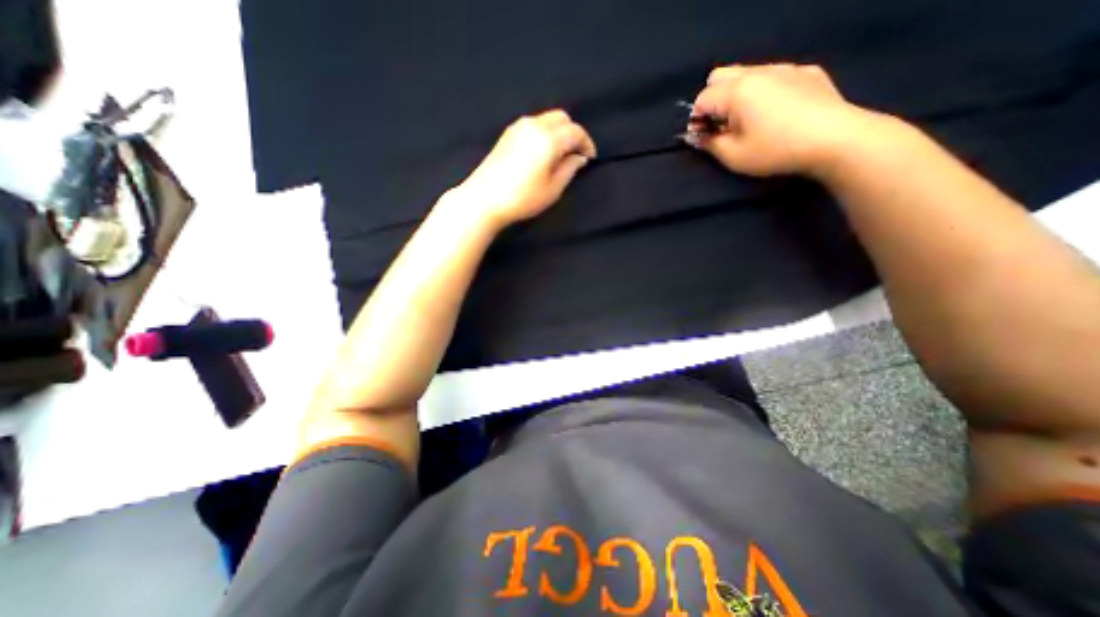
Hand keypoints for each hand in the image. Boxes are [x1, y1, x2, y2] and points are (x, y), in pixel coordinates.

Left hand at [452, 108, 596, 228]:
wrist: (484, 199)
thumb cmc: (522, 198)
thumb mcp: (553, 189)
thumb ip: (569, 169)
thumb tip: (578, 157)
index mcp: (548, 138)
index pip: (576, 131)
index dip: (587, 144)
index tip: (590, 159)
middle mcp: (534, 125)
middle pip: (562, 118)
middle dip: (573, 133)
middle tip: (575, 155)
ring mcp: (518, 127)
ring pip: (547, 119)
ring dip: (558, 132)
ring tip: (560, 155)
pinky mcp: (507, 134)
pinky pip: (534, 125)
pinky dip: (545, 133)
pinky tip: (543, 152)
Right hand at [686, 63, 883, 178]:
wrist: (835, 139)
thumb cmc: (775, 150)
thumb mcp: (733, 156)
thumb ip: (709, 144)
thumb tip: (695, 136)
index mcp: (737, 91)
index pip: (702, 98)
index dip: (696, 120)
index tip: (703, 138)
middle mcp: (758, 72)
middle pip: (720, 76)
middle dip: (712, 100)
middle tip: (721, 125)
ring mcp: (784, 68)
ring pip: (747, 73)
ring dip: (736, 95)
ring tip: (747, 120)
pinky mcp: (806, 72)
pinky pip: (773, 76)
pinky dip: (763, 91)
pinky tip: (775, 113)